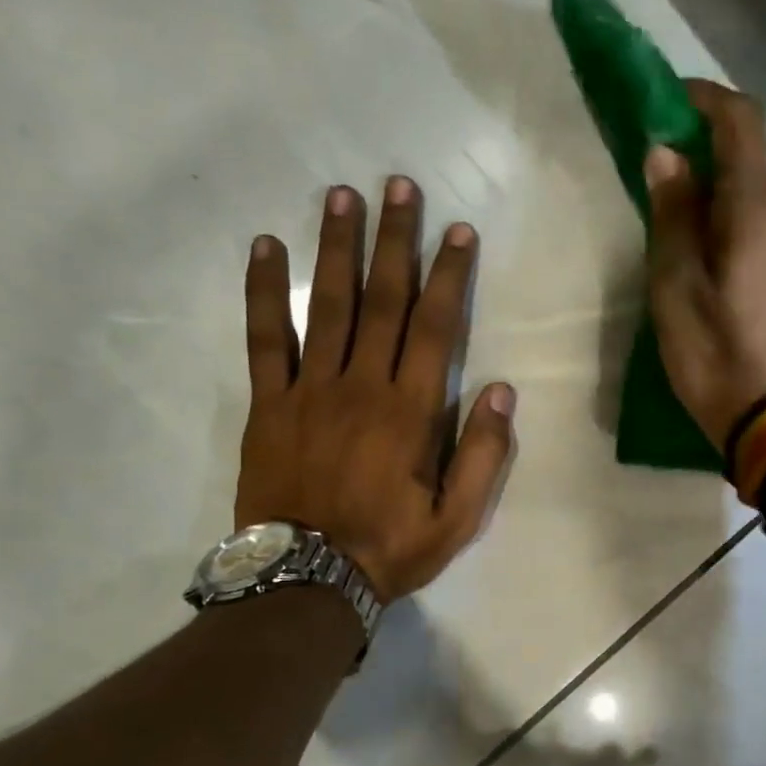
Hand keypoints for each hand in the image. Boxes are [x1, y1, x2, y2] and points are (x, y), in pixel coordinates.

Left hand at [235, 177, 514, 600]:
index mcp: (411, 411)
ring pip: (327, 305)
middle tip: (398, 185)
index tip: (457, 230)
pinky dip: (264, 291)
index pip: (435, 327)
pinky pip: (265, 338)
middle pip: (383, 300)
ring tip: (341, 195)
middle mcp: (362, 386)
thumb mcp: (458, 518)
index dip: (449, 275)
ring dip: (336, 247)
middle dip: (395, 240)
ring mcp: (310, 390)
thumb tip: (501, 391)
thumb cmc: (390, 548)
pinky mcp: (268, 403)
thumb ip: (482, 454)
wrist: (306, 580)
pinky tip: (265, 246)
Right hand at [644, 80, 765, 448]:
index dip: (702, 99)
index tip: (664, 104)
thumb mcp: (677, 289)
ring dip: (719, 202)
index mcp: (758, 208)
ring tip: (678, 238)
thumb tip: (668, 154)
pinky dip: (738, 233)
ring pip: (758, 205)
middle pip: (749, 164)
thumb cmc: (721, 357)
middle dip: (703, 158)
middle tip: (657, 185)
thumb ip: (673, 216)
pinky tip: (713, 272)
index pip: (740, 120)